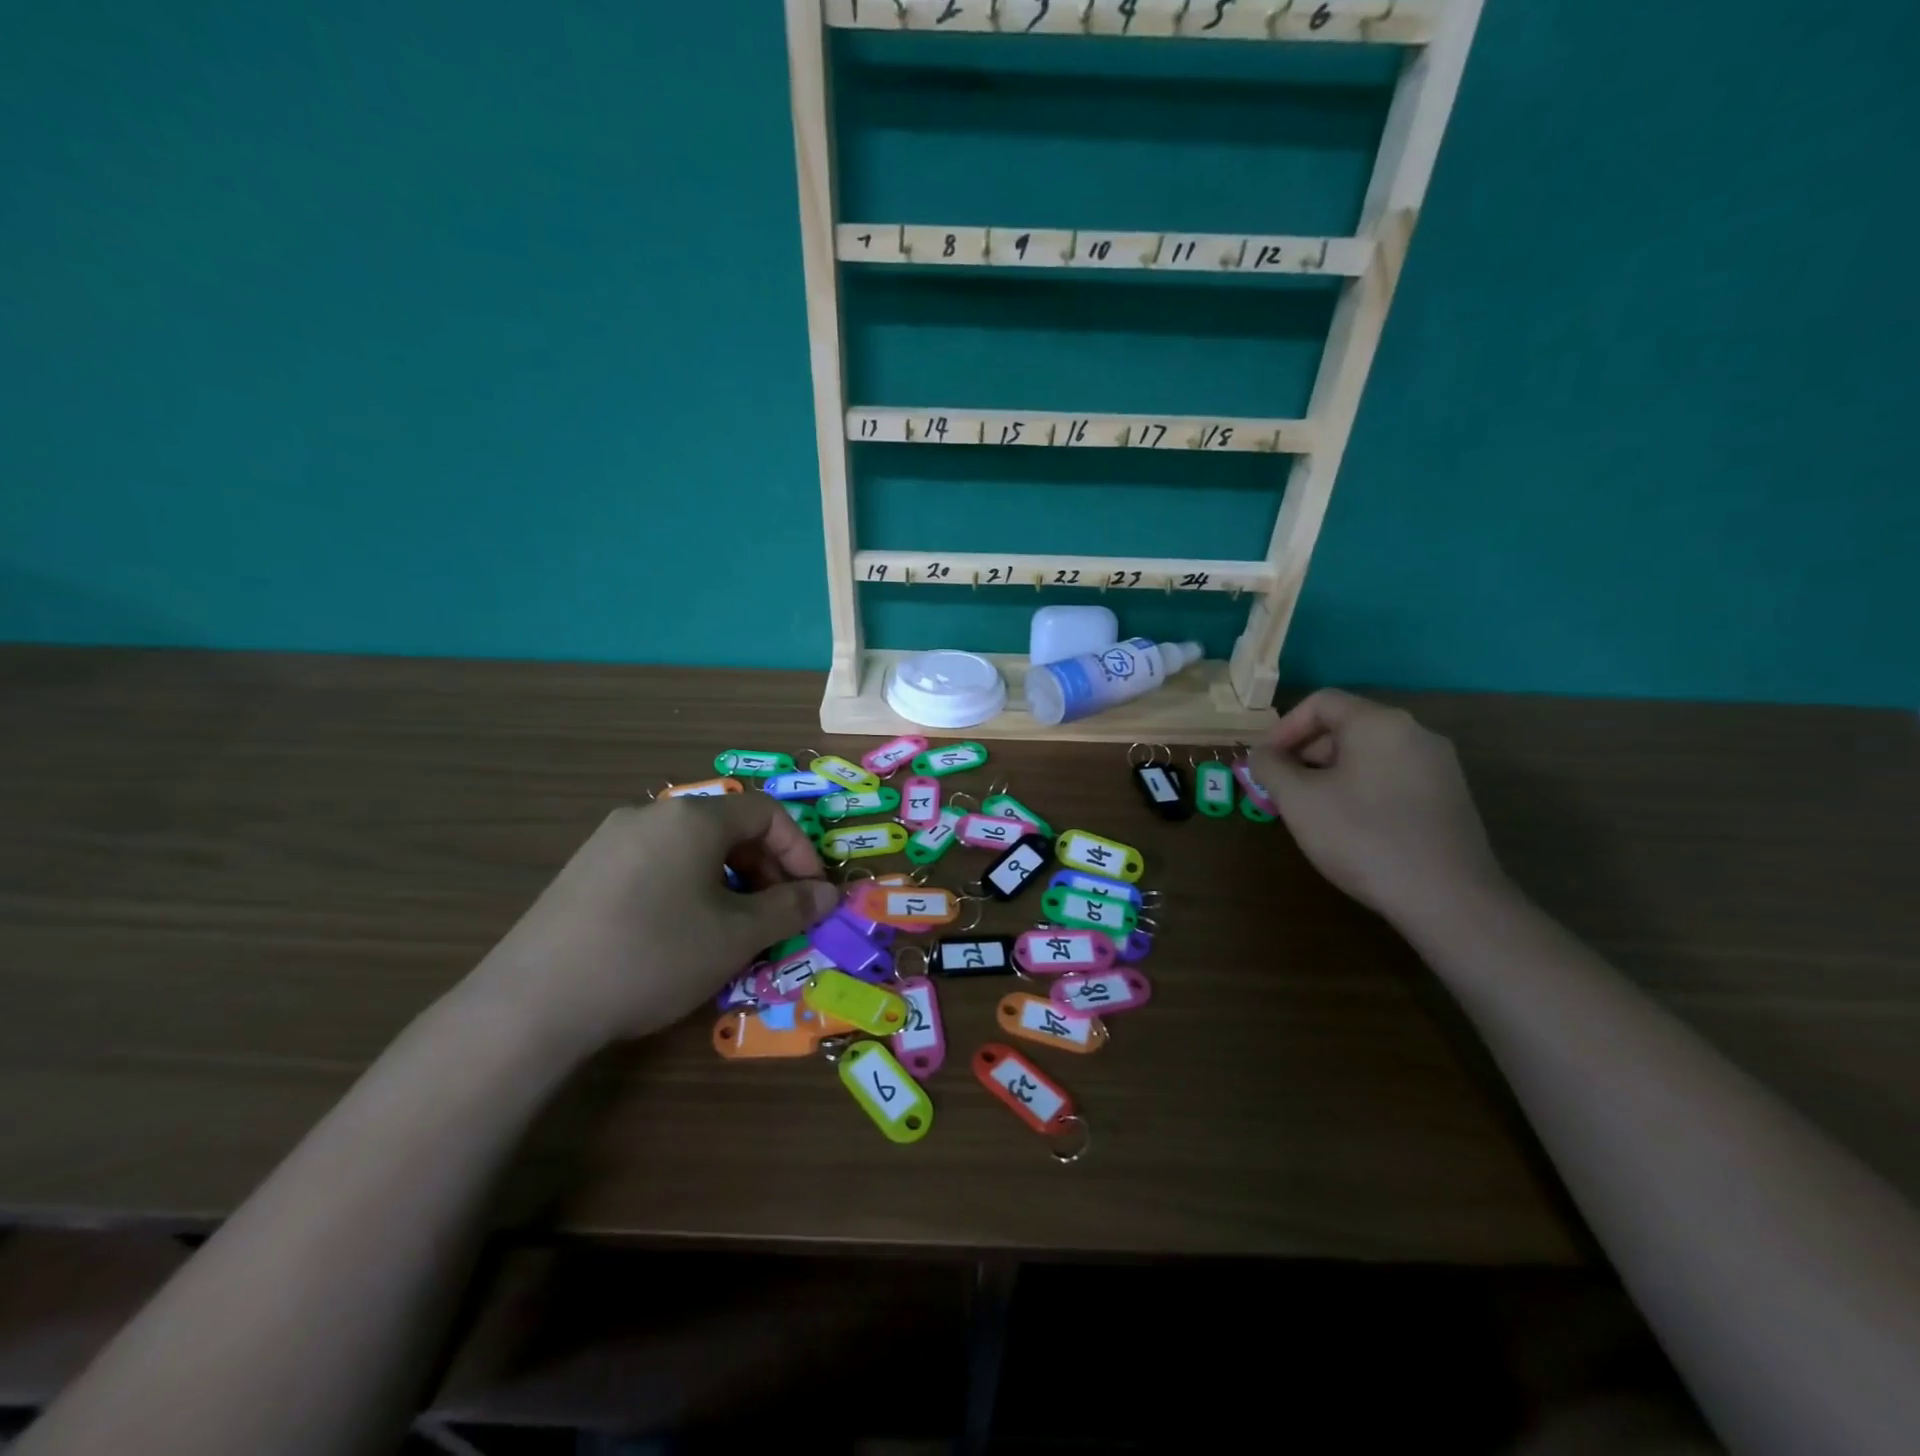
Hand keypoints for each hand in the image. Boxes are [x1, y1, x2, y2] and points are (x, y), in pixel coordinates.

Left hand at [463, 795, 837, 1054]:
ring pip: (691, 848)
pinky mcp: (583, 870)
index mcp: (693, 817)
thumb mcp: (737, 936)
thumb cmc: (655, 954)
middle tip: (776, 915)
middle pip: (728, 827)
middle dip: (764, 868)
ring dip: (728, 880)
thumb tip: (829, 894)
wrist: (533, 1002)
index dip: (800, 850)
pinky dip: (687, 887)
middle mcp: (651, 814)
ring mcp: (610, 839)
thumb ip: (791, 908)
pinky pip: (655, 864)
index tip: (812, 894)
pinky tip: (679, 932)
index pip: (767, 813)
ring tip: (732, 928)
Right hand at [1250, 689, 1508, 928]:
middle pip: (1346, 726)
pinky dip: (1361, 789)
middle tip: (1282, 790)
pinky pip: (1392, 777)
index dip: (1283, 729)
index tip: (1264, 763)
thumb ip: (1271, 768)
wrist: (1448, 899)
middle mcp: (1415, 733)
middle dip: (1306, 754)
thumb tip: (1261, 754)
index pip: (1321, 702)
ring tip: (1311, 811)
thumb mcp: (1299, 801)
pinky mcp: (1449, 797)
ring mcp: (1439, 766)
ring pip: (1369, 754)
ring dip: (1330, 774)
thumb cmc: (1363, 837)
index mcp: (1379, 723)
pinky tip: (1350, 826)